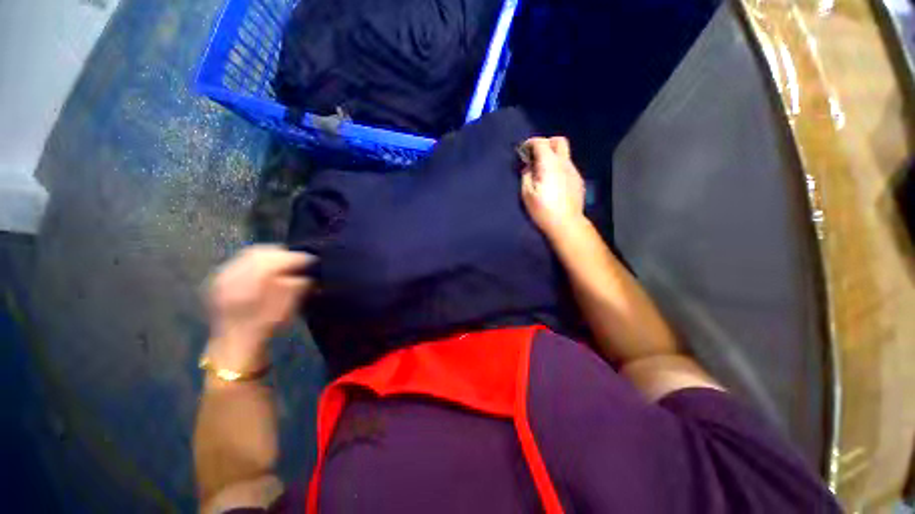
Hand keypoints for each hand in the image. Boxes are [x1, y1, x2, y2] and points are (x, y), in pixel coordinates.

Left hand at [204, 245, 314, 371]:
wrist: (234, 344)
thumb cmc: (265, 328)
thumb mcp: (287, 309)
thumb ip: (297, 286)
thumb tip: (308, 273)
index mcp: (250, 284)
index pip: (276, 260)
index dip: (297, 258)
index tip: (312, 260)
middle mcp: (232, 275)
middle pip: (261, 252)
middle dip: (283, 254)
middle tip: (299, 260)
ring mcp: (223, 276)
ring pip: (249, 254)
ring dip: (270, 256)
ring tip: (284, 262)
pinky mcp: (220, 279)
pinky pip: (241, 261)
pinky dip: (257, 260)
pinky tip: (267, 268)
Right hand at [520, 137, 585, 238]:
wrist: (566, 224)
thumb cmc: (543, 210)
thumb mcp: (527, 194)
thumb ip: (526, 176)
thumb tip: (528, 167)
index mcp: (550, 164)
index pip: (541, 143)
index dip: (530, 143)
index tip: (523, 151)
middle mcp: (564, 163)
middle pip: (559, 141)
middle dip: (546, 143)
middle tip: (536, 156)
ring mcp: (574, 171)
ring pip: (564, 154)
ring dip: (553, 156)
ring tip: (543, 172)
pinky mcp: (578, 180)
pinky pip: (568, 166)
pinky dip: (559, 167)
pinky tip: (554, 182)